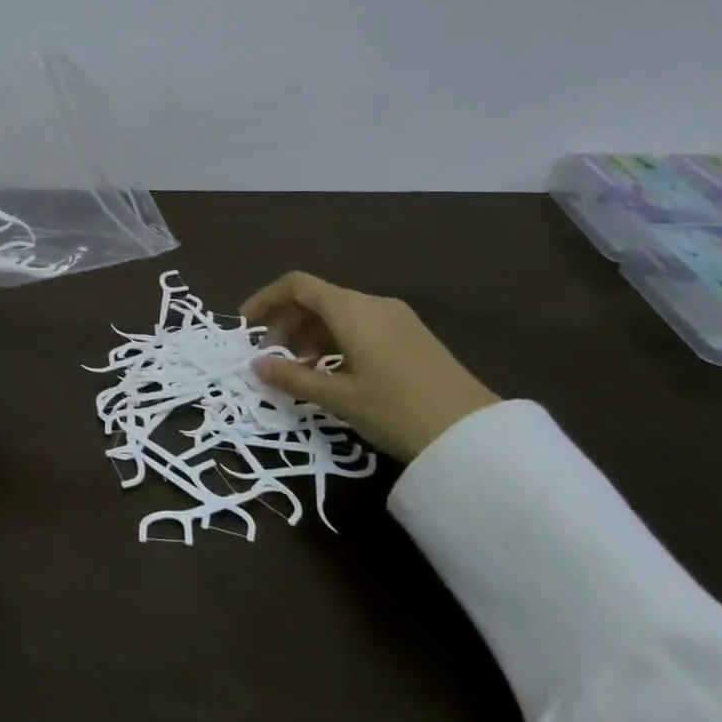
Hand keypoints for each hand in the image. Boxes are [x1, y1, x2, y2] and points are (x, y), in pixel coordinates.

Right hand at [241, 272, 499, 461]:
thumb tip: (255, 366)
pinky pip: (361, 327)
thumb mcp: (339, 398)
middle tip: (269, 357)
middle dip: (286, 323)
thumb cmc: (398, 410)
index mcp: (351, 309)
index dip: (266, 299)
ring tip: (297, 370)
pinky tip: (332, 373)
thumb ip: (293, 378)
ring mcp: (397, 319)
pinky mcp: (412, 338)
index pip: (297, 285)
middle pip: (317, 299)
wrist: (476, 437)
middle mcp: (373, 304)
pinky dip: (336, 342)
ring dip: (310, 335)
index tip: (246, 325)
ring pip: (339, 314)